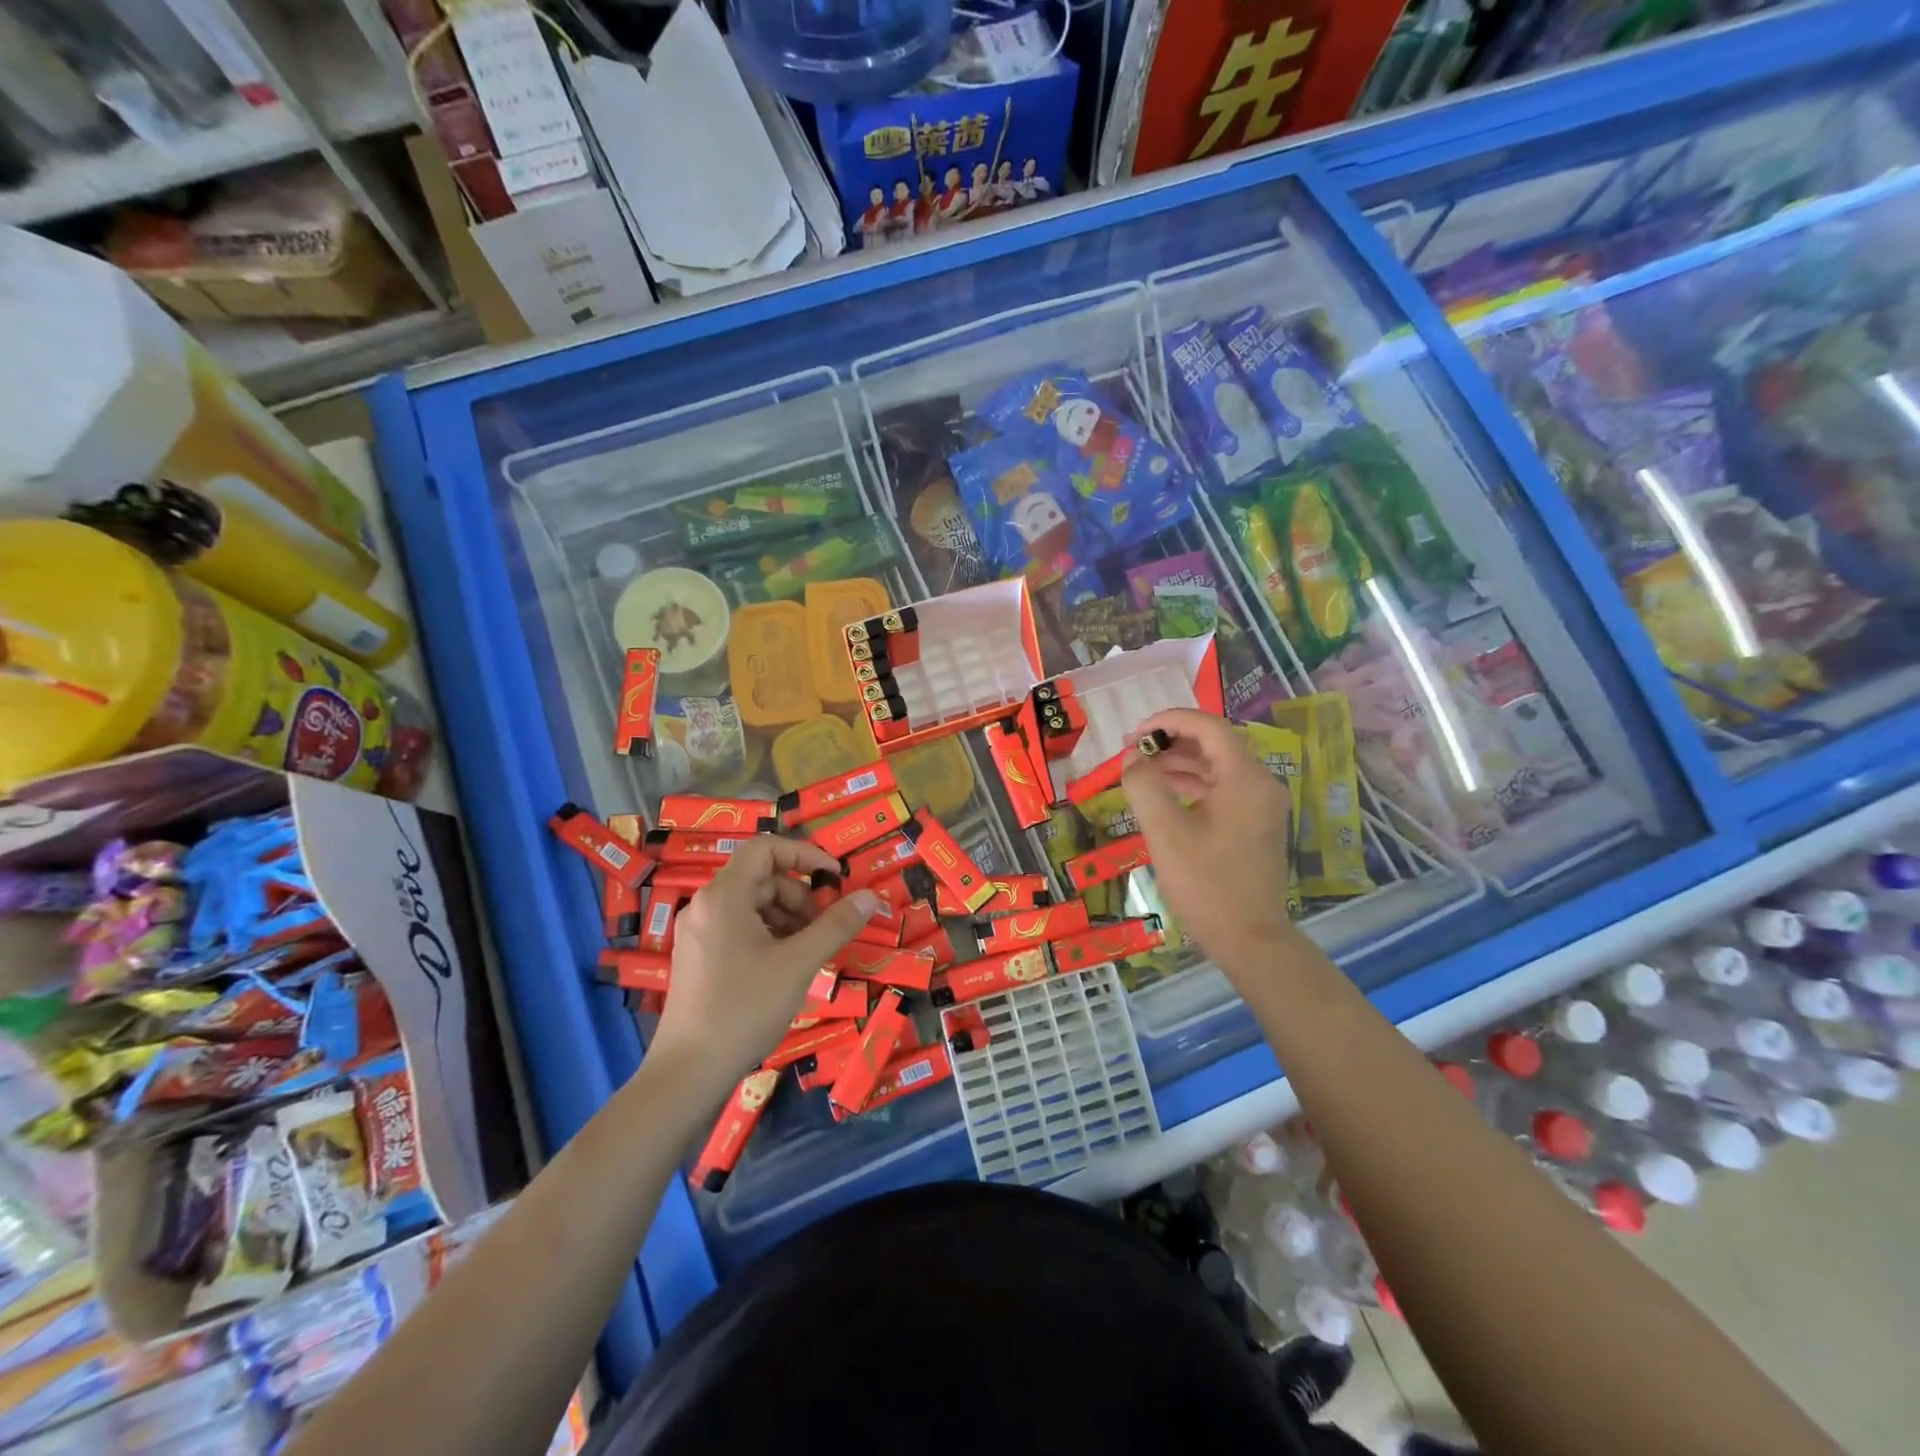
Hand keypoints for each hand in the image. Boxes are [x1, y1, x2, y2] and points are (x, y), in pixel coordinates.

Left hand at [649, 837, 881, 1092]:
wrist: (688, 1073)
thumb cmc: (744, 1008)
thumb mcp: (799, 963)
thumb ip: (836, 925)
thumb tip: (870, 896)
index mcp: (723, 896)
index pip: (766, 848)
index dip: (805, 854)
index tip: (835, 878)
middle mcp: (705, 905)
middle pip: (761, 878)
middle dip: (800, 896)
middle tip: (826, 927)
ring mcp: (698, 933)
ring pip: (752, 905)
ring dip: (788, 917)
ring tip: (810, 951)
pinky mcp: (698, 958)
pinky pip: (739, 928)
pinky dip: (769, 935)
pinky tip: (787, 966)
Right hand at [1121, 708, 1296, 974]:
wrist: (1248, 937)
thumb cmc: (1206, 884)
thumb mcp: (1165, 832)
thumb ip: (1143, 785)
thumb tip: (1131, 758)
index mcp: (1245, 777)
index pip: (1208, 726)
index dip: (1168, 721)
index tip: (1133, 734)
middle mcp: (1261, 782)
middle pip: (1214, 743)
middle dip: (1171, 741)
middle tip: (1131, 751)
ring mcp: (1262, 804)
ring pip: (1218, 765)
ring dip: (1179, 762)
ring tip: (1141, 769)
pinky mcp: (1256, 823)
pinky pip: (1223, 788)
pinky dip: (1193, 783)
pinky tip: (1165, 793)